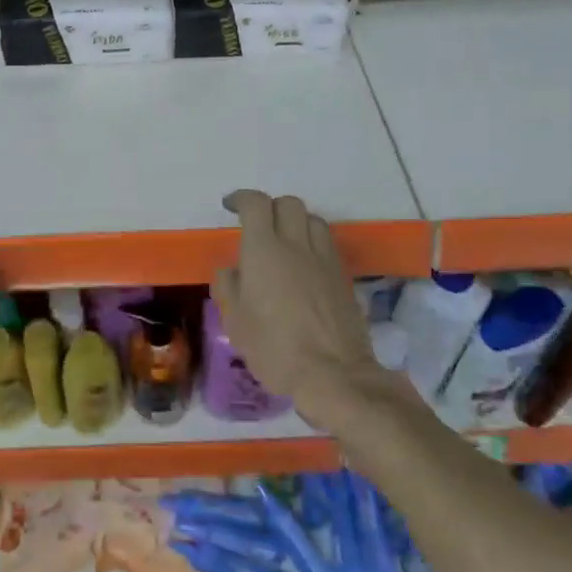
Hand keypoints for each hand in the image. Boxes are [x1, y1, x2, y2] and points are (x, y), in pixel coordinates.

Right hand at [213, 190, 391, 434]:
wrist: (333, 373)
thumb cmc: (274, 348)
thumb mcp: (235, 322)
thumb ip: (228, 287)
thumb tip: (231, 270)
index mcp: (264, 250)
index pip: (256, 205)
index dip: (241, 199)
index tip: (230, 206)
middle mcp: (296, 245)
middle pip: (288, 204)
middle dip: (270, 207)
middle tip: (257, 225)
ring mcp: (324, 259)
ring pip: (312, 219)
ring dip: (295, 221)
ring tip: (284, 241)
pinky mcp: (343, 276)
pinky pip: (327, 243)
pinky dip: (312, 241)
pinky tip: (304, 264)